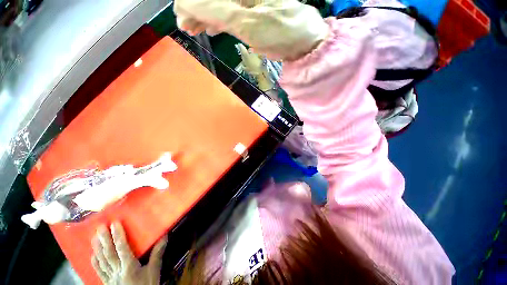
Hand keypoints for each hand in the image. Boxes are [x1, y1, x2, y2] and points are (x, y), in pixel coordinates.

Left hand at [91, 222, 167, 284]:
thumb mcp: (154, 271)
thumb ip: (157, 254)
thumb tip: (164, 236)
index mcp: (129, 266)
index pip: (122, 248)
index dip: (118, 235)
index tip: (114, 223)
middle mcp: (117, 271)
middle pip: (109, 253)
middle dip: (104, 239)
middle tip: (100, 227)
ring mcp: (110, 278)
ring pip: (102, 261)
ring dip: (97, 249)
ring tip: (94, 237)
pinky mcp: (107, 283)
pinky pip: (99, 271)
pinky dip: (95, 263)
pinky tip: (92, 255)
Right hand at [174, 0, 328, 60]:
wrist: (300, 43)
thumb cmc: (278, 32)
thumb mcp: (246, 23)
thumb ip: (216, 10)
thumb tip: (187, 3)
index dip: (190, 2)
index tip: (181, 16)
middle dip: (195, 9)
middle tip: (186, 26)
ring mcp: (247, 0)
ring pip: (218, 3)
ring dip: (204, 16)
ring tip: (193, 29)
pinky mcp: (250, 10)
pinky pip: (228, 12)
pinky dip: (217, 21)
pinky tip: (210, 28)